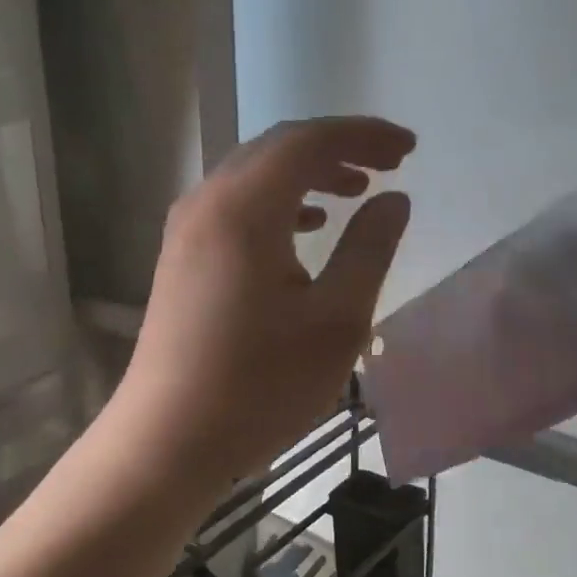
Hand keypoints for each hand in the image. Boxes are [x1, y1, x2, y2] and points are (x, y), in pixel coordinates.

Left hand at [113, 116, 414, 489]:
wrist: (167, 441)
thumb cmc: (260, 385)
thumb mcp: (337, 321)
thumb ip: (370, 249)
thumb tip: (394, 200)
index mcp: (245, 208)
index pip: (309, 141)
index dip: (363, 135)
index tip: (408, 148)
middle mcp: (208, 203)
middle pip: (278, 148)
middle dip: (338, 147)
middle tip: (389, 164)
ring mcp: (186, 230)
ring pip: (255, 176)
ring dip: (307, 174)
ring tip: (354, 191)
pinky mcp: (181, 258)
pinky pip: (236, 206)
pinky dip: (279, 203)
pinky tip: (306, 229)